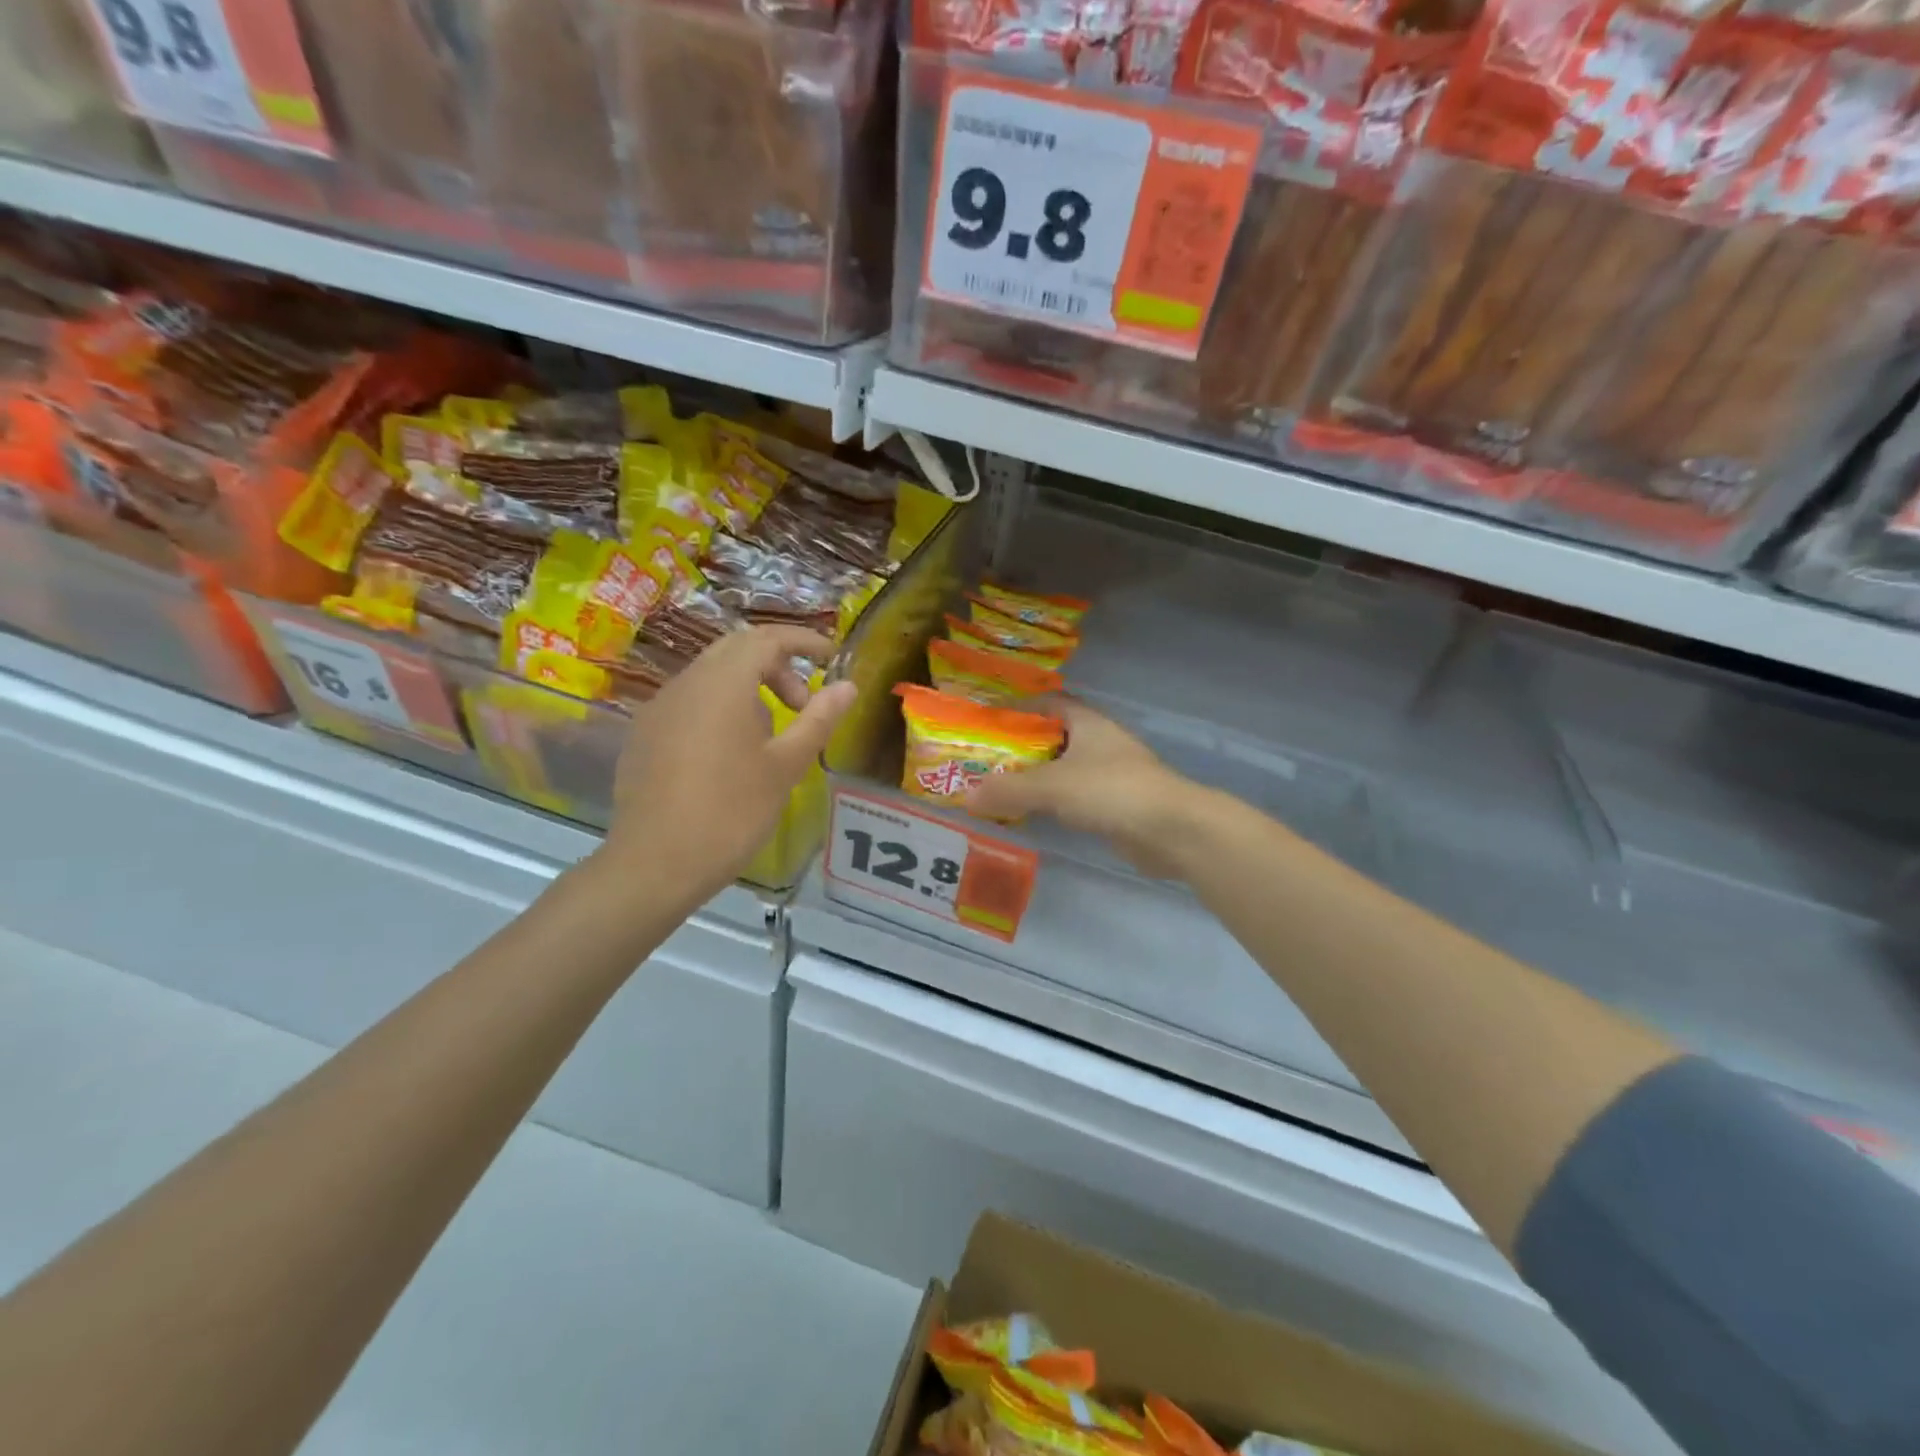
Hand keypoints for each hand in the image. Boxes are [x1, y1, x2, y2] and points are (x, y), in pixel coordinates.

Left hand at [603, 625, 857, 905]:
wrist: (655, 864)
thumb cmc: (731, 812)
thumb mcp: (786, 766)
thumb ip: (819, 719)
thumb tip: (848, 686)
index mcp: (722, 684)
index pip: (767, 638)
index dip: (804, 641)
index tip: (831, 657)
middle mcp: (686, 683)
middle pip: (737, 650)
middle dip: (777, 666)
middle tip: (803, 703)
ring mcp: (659, 708)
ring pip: (711, 676)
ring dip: (749, 689)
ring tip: (771, 737)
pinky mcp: (645, 734)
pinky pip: (690, 702)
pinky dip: (721, 708)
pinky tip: (730, 755)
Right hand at [965, 698, 1204, 878]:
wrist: (1171, 829)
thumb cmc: (1111, 791)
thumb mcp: (1051, 786)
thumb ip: (1007, 790)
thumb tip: (964, 796)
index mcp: (1088, 722)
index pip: (1050, 702)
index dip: (1019, 707)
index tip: (989, 721)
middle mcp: (1100, 742)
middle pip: (1054, 736)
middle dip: (1021, 747)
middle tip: (985, 761)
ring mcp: (1111, 774)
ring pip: (1065, 769)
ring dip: (1037, 777)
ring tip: (1000, 788)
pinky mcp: (1116, 804)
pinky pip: (1075, 796)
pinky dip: (1054, 802)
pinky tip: (1033, 814)